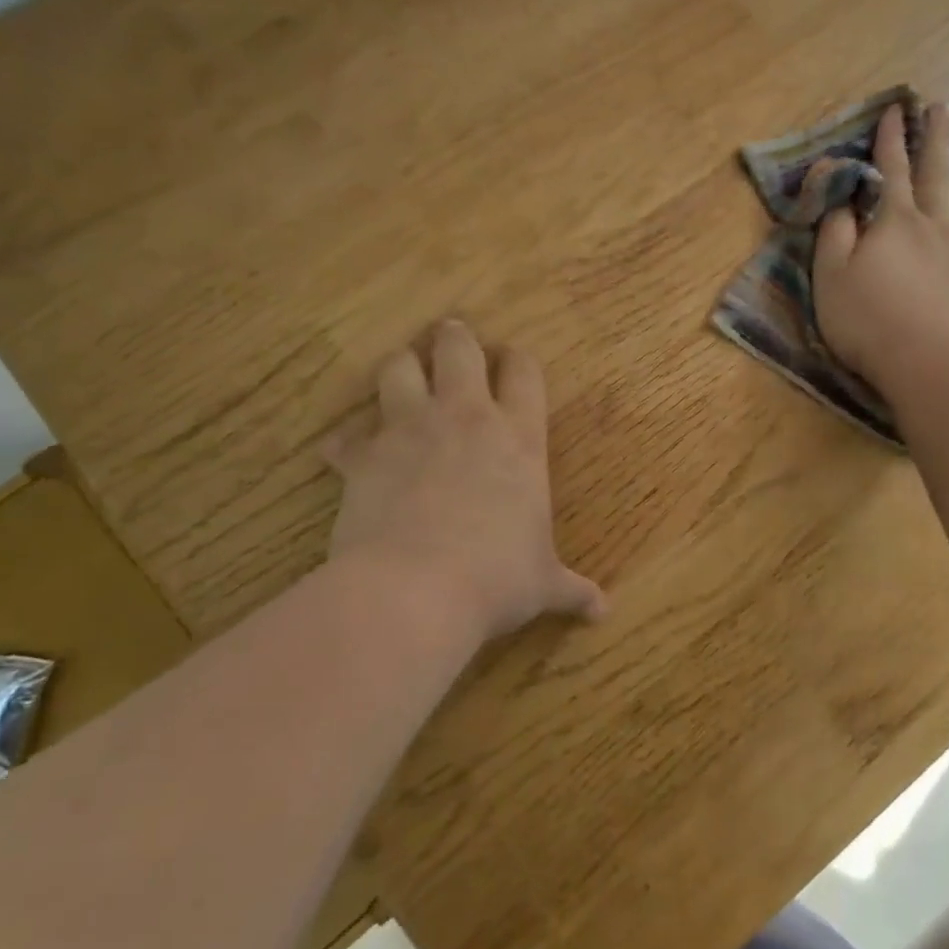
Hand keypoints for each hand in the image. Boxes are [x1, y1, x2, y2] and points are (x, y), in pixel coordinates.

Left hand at [323, 321, 606, 643]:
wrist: (418, 590)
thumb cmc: (496, 579)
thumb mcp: (542, 584)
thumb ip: (572, 589)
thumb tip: (603, 611)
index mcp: (518, 438)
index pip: (524, 373)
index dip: (517, 360)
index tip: (511, 359)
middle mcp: (465, 419)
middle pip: (457, 349)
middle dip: (454, 338)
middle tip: (450, 337)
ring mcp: (409, 430)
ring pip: (397, 368)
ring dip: (399, 369)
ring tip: (401, 378)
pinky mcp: (363, 456)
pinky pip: (346, 436)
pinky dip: (346, 443)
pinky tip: (345, 455)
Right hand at [813, 102, 948, 396]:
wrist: (925, 360)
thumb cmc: (866, 320)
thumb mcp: (830, 274)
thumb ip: (834, 231)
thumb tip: (842, 197)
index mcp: (893, 223)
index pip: (889, 172)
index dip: (890, 140)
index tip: (895, 109)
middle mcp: (934, 227)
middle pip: (936, 176)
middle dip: (936, 140)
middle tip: (944, 106)